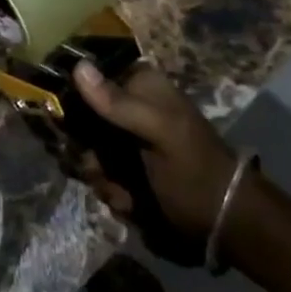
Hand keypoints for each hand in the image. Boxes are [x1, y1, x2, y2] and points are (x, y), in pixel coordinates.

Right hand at [72, 61, 237, 235]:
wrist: (225, 224)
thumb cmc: (196, 170)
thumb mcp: (160, 132)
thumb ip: (119, 103)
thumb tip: (78, 66)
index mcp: (139, 86)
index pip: (87, 75)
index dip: (70, 97)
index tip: (65, 120)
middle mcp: (126, 108)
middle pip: (77, 117)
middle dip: (83, 148)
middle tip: (98, 167)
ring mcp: (123, 141)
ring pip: (83, 150)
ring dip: (98, 175)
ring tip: (124, 192)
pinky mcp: (123, 171)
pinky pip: (97, 175)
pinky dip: (110, 191)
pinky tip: (131, 203)